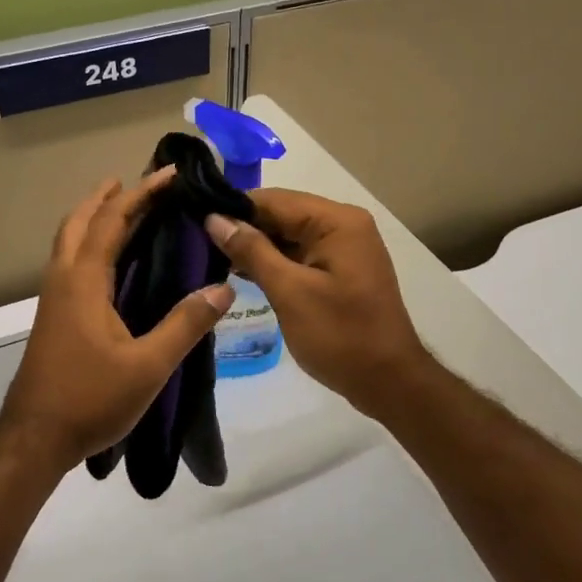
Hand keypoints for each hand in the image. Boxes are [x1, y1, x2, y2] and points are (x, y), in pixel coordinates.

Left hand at [0, 169, 234, 471]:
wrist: (35, 438)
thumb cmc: (90, 399)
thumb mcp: (148, 366)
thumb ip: (185, 325)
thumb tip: (223, 288)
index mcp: (83, 282)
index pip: (113, 221)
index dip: (142, 194)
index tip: (170, 174)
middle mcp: (63, 280)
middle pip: (80, 222)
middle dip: (108, 197)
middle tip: (137, 183)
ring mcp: (53, 299)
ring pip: (69, 242)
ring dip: (93, 218)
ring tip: (123, 210)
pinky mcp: (53, 318)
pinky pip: (69, 263)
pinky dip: (89, 244)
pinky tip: (109, 264)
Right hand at [204, 189, 430, 418]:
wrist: (388, 381)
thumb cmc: (340, 336)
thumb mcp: (290, 292)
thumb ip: (252, 251)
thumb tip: (214, 218)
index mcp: (336, 221)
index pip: (274, 200)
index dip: (233, 208)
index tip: (193, 220)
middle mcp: (343, 225)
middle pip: (282, 215)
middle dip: (242, 228)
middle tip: (195, 241)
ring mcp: (344, 249)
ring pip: (288, 236)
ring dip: (254, 247)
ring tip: (208, 256)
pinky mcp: (339, 271)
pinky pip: (300, 255)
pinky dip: (273, 263)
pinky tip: (239, 273)